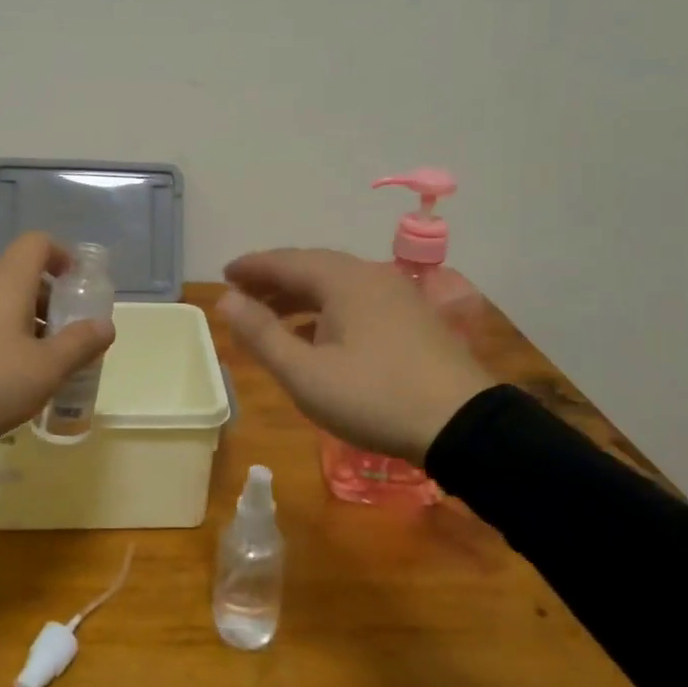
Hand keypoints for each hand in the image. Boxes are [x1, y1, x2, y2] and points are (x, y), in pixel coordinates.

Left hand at [0, 232, 115, 449]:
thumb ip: (80, 344)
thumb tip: (105, 325)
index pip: (38, 243)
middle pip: (20, 275)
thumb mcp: (46, 369)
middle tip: (65, 338)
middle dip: (49, 301)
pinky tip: (0, 378)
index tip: (77, 287)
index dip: (63, 256)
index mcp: (7, 280)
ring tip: (36, 364)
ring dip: (24, 322)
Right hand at [218, 248, 494, 461]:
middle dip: (273, 280)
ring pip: (336, 284)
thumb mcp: (306, 374)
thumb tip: (226, 299)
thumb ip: (262, 334)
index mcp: (342, 279)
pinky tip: (318, 335)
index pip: (284, 261)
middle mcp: (369, 275)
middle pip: (311, 267)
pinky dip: (327, 309)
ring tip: (272, 316)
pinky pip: (357, 300)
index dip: (251, 267)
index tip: (224, 275)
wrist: (464, 425)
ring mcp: (396, 294)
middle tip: (242, 296)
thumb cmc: (374, 398)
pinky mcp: (413, 317)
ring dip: (300, 296)